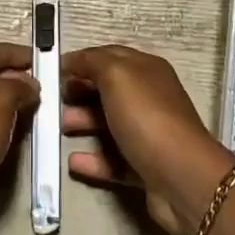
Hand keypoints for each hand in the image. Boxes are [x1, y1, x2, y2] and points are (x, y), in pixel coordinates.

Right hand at [62, 45, 234, 234]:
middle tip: (54, 101)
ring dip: (83, 123)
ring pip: (109, 124)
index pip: (110, 56)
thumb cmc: (147, 117)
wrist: (181, 178)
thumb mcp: (117, 75)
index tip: (54, 71)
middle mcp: (150, 98)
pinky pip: (113, 160)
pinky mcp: (144, 167)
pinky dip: (93, 160)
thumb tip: (72, 61)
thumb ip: (92, 62)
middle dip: (80, 92)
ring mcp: (148, 134)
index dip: (83, 61)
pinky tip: (73, 161)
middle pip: (108, 91)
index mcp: (147, 70)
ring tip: (59, 129)